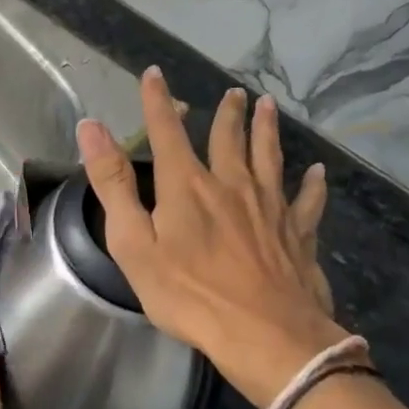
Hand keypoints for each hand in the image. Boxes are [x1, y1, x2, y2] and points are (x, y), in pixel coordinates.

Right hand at [77, 68, 349, 408]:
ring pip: (269, 157)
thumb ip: (113, 184)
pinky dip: (312, 185)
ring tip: (268, 106)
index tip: (153, 73)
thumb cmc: (189, 295)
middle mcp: (231, 185)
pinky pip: (307, 201)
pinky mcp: (298, 233)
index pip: (167, 132)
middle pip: (228, 138)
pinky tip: (317, 173)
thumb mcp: (134, 243)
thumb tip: (91, 127)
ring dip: (267, 129)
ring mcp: (270, 207)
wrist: (264, 335)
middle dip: (227, 113)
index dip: (157, 101)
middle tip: (233, 92)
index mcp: (187, 186)